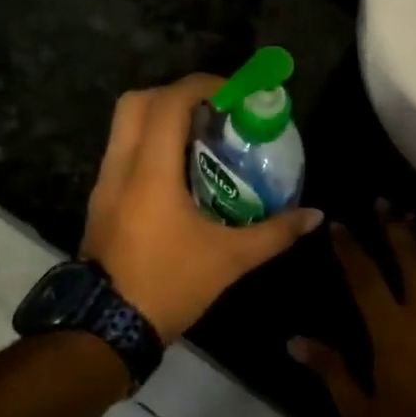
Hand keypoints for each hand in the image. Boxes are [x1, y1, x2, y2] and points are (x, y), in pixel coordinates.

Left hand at [81, 74, 323, 344]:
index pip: (169, 102)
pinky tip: (182, 171)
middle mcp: (122, 166)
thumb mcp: (230, 259)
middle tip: (214, 110)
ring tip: (202, 136)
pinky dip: (151, 143)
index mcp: (151, 171)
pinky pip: (124, 151)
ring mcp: (105, 182)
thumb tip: (314, 215)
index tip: (235, 94)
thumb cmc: (169, 285)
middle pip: (137, 101)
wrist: (106, 330)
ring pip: (125, 125)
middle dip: (177, 94)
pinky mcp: (101, 200)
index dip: (203, 86)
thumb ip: (275, 232)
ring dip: (162, 118)